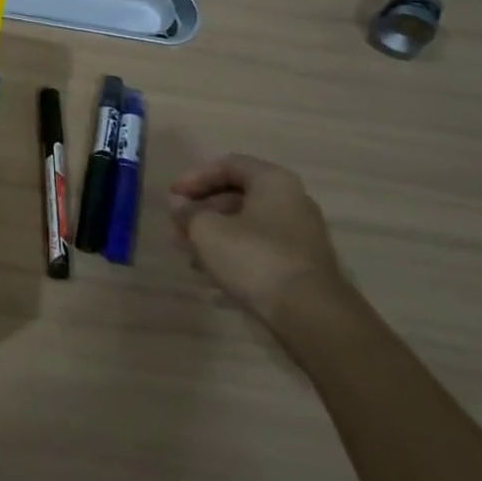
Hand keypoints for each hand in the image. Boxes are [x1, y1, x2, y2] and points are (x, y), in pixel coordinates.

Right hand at [169, 154, 349, 338]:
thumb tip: (177, 204)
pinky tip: (210, 272)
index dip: (195, 177)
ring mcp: (300, 234)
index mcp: (273, 181)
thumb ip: (187, 213)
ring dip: (214, 234)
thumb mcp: (207, 231)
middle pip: (237, 195)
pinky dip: (233, 252)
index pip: (228, 165)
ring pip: (247, 224)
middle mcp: (291, 200)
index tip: (172, 197)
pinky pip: (259, 247)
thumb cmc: (255, 258)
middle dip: (202, 209)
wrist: (310, 315)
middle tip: (177, 226)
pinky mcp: (300, 264)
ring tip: (187, 252)